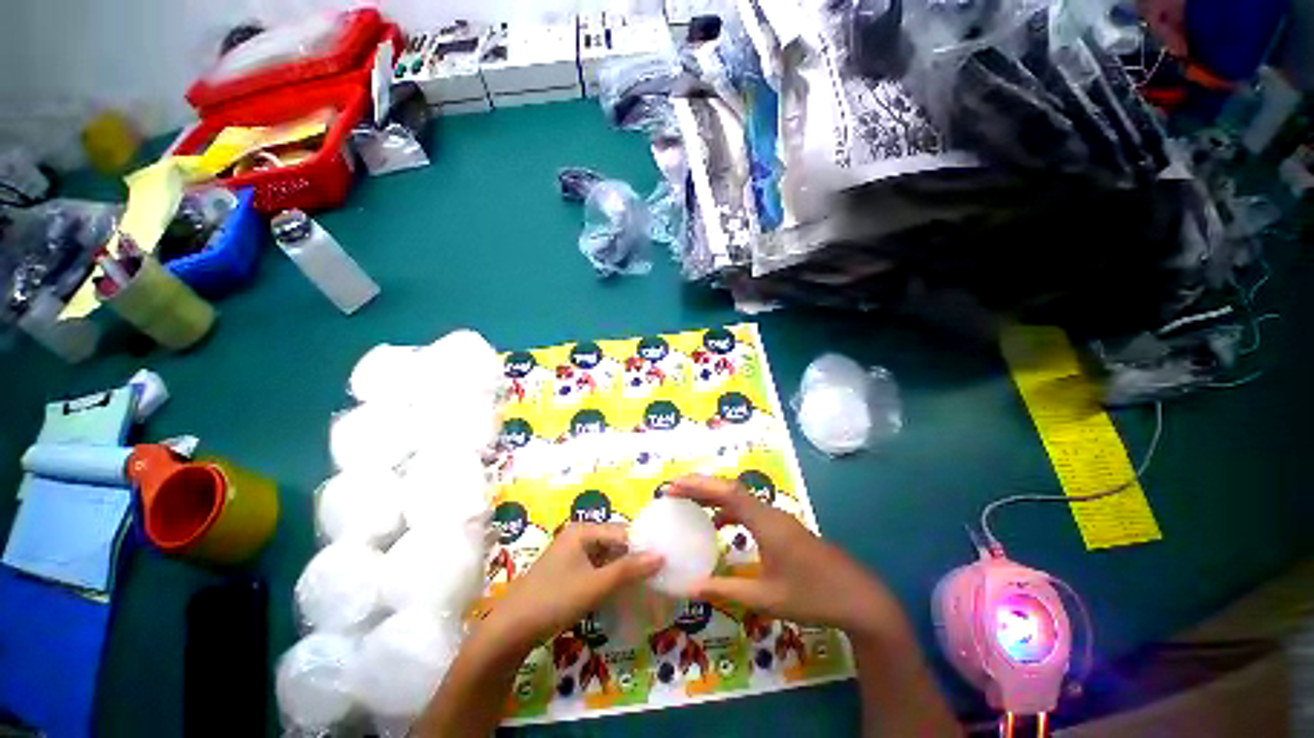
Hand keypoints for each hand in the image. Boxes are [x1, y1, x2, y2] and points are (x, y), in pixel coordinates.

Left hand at [482, 523, 662, 652]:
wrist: (510, 631)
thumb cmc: (554, 599)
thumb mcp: (595, 585)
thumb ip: (629, 569)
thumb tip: (661, 555)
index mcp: (582, 530)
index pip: (621, 531)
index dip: (641, 546)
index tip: (662, 562)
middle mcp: (577, 536)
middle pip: (613, 543)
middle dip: (632, 558)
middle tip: (655, 575)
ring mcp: (570, 554)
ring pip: (604, 558)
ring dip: (621, 570)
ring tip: (643, 585)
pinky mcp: (565, 572)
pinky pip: (594, 569)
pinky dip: (607, 579)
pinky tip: (619, 592)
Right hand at [667, 475, 903, 640]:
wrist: (859, 598)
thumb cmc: (813, 596)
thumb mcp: (766, 598)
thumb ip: (727, 589)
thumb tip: (691, 587)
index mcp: (766, 522)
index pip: (727, 492)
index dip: (698, 486)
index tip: (673, 488)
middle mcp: (770, 512)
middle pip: (730, 488)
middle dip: (700, 486)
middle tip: (673, 490)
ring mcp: (778, 518)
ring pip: (740, 497)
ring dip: (713, 496)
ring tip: (688, 503)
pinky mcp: (782, 527)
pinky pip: (749, 510)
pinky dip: (728, 511)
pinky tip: (719, 526)